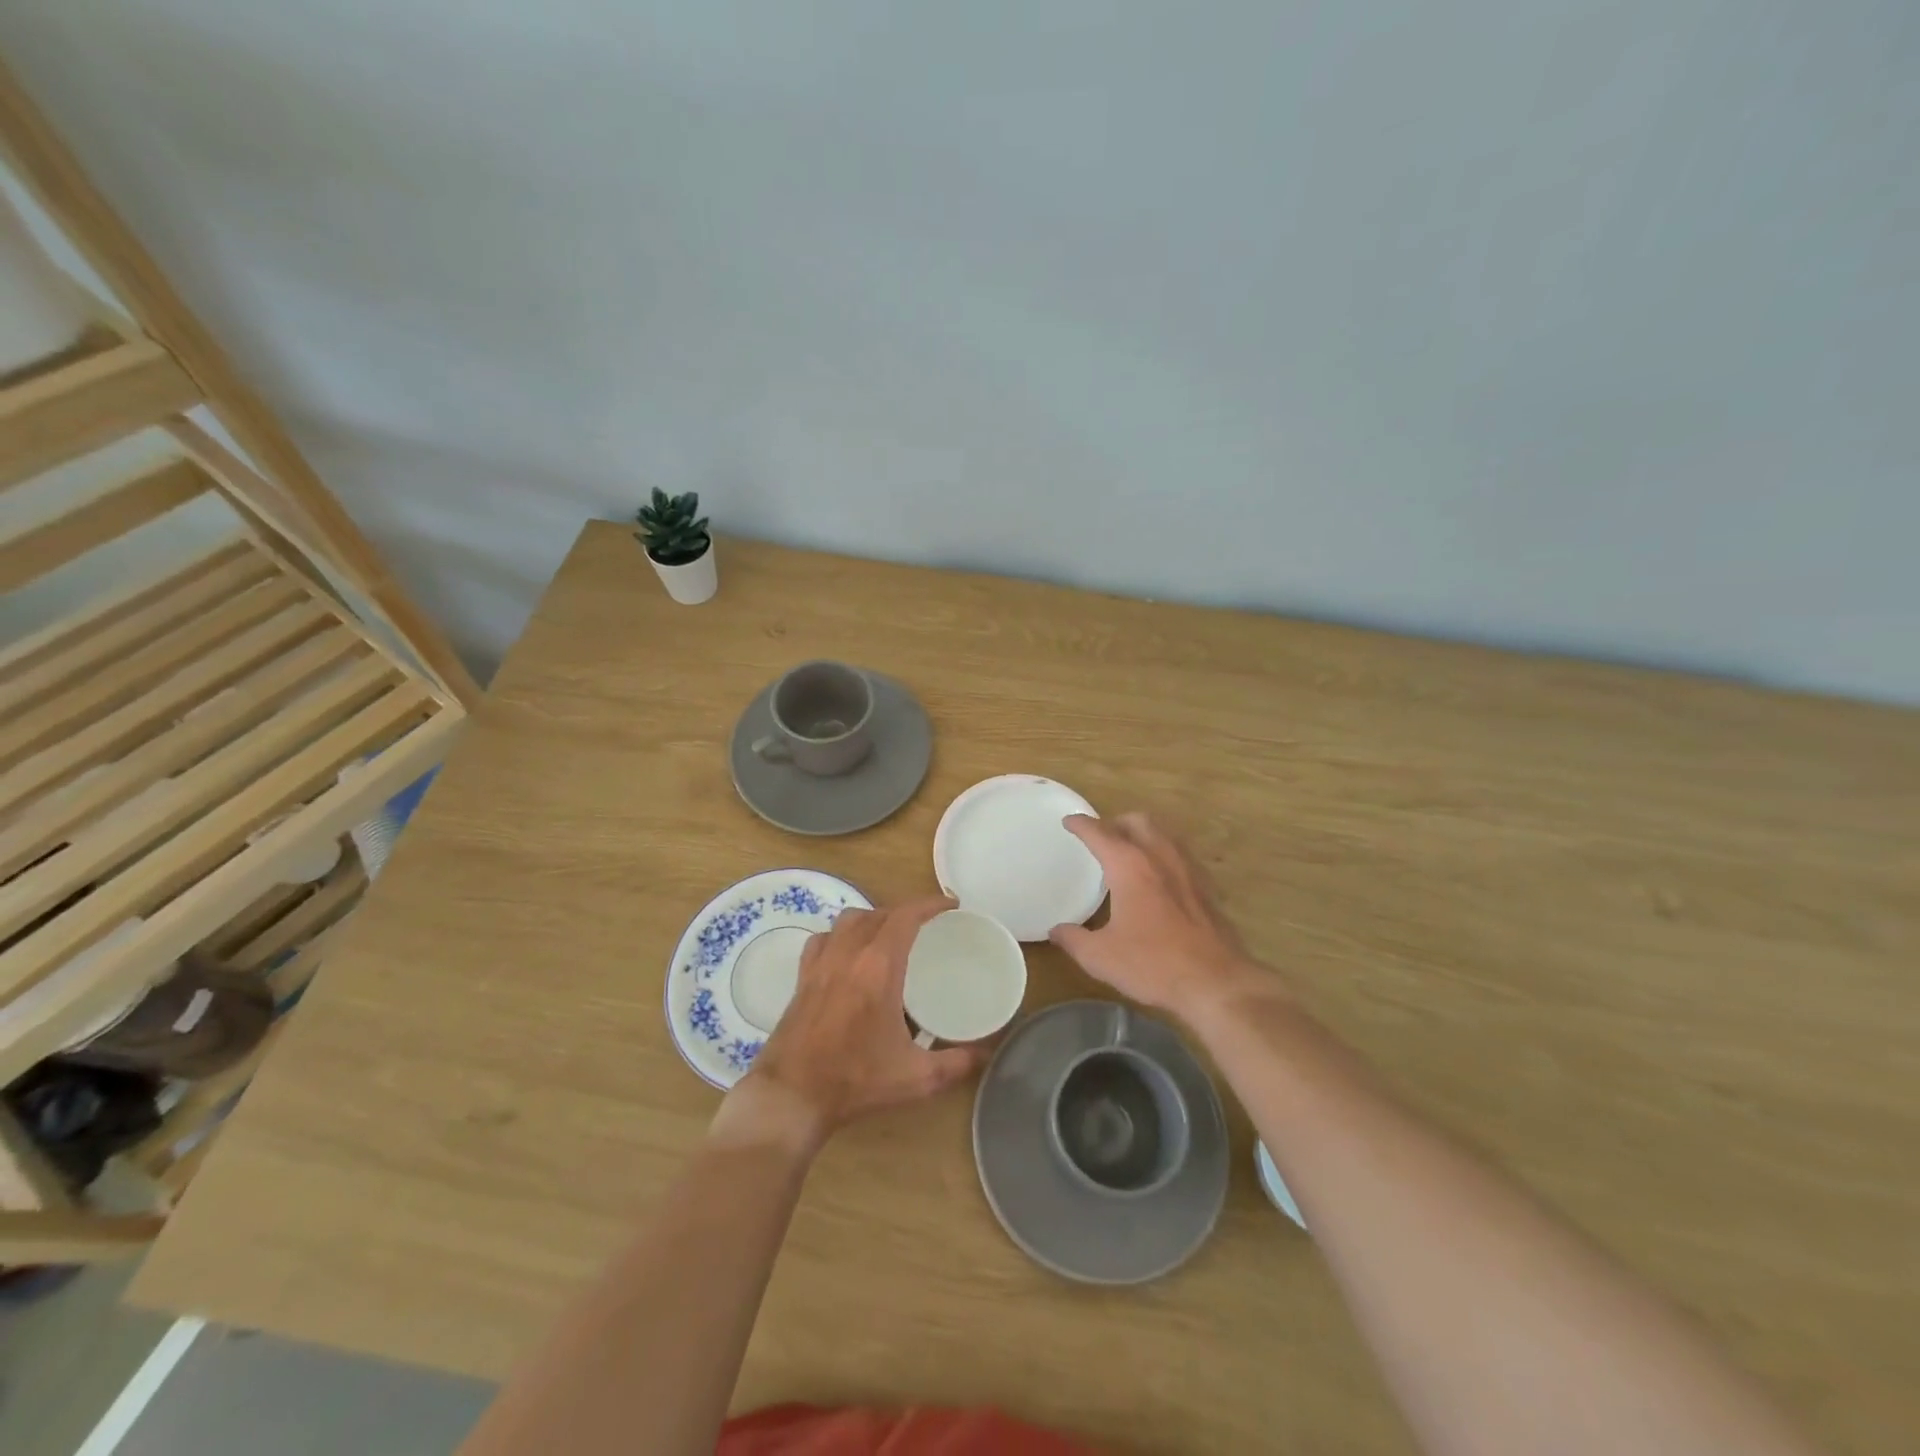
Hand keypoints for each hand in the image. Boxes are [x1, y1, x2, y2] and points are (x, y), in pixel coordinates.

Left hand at [723, 896, 987, 1149]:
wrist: (791, 1096)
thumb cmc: (855, 1081)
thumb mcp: (916, 1078)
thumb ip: (957, 1063)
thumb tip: (986, 1053)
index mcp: (878, 967)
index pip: (906, 916)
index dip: (931, 904)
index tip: (951, 905)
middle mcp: (848, 953)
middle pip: (880, 913)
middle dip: (907, 912)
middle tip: (929, 926)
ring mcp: (821, 961)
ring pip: (850, 919)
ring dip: (874, 918)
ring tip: (891, 935)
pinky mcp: (803, 976)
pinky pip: (824, 938)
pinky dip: (842, 935)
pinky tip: (850, 953)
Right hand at [1050, 813, 1262, 1019]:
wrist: (1216, 982)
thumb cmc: (1153, 964)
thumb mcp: (1101, 957)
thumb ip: (1073, 939)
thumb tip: (1057, 930)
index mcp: (1129, 866)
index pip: (1099, 833)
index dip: (1081, 825)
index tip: (1069, 822)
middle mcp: (1159, 856)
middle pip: (1136, 821)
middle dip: (1115, 822)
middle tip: (1101, 837)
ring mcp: (1187, 868)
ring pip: (1162, 833)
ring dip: (1142, 834)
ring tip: (1128, 852)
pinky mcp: (1206, 886)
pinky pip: (1180, 853)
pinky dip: (1163, 852)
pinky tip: (1158, 876)